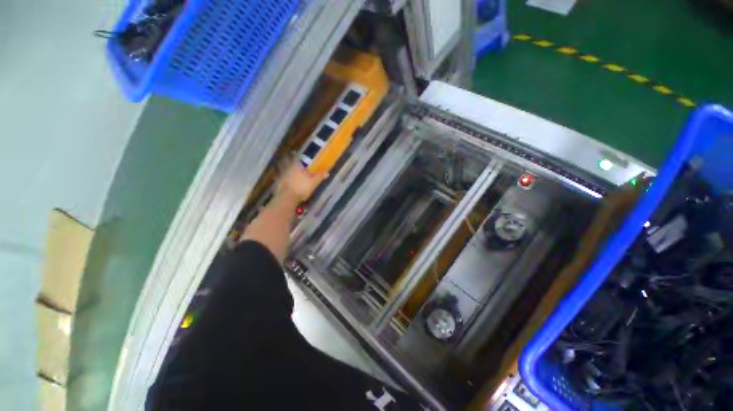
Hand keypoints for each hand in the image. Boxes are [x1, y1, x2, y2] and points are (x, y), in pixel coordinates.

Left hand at [276, 160, 327, 202]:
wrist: (288, 197)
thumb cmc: (302, 187)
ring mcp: (281, 175)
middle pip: (286, 161)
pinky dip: (279, 176)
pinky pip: (278, 177)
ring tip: (280, 164)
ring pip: (280, 168)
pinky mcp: (277, 183)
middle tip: (286, 156)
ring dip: (281, 166)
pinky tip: (279, 177)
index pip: (295, 158)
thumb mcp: (313, 182)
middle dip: (286, 159)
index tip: (293, 152)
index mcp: (296, 167)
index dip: (294, 155)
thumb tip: (327, 173)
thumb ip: (319, 176)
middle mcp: (288, 168)